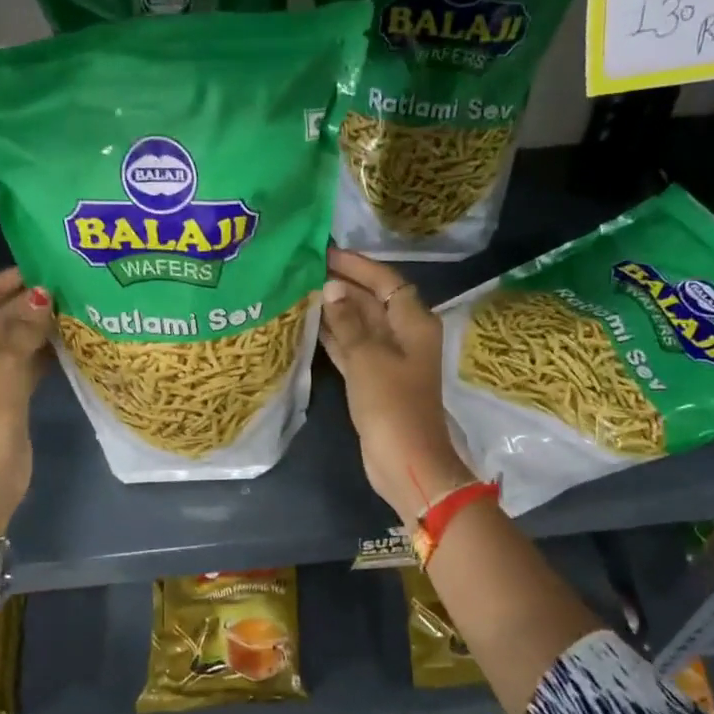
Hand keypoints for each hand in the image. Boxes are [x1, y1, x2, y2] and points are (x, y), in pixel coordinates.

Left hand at [0, 267, 51, 530]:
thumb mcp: (2, 363)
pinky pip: (27, 367)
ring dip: (37, 329)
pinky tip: (69, 342)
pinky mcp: (10, 400)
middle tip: (61, 288)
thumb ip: (23, 328)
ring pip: (14, 345)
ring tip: (70, 309)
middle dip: (23, 306)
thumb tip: (43, 295)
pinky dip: (44, 354)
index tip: (29, 270)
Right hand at [319, 248, 471, 523]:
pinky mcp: (374, 381)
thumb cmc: (391, 405)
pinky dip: (335, 337)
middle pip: (373, 301)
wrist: (405, 461)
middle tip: (303, 270)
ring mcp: (389, 360)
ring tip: (300, 291)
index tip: (326, 253)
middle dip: (342, 286)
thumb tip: (331, 289)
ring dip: (335, 311)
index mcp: (413, 323)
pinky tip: (308, 325)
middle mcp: (404, 336)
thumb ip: (348, 321)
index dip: (358, 266)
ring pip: (360, 325)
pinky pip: (353, 349)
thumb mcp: (367, 358)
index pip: (386, 281)